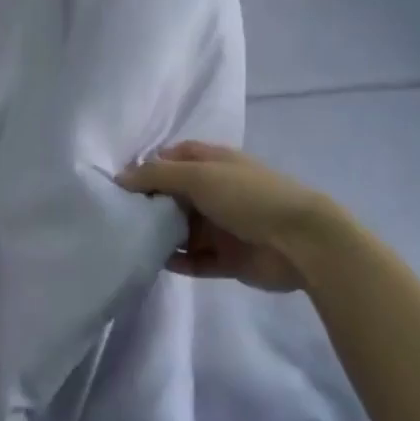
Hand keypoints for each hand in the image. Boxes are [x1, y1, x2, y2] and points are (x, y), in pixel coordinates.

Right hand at [118, 141, 330, 292]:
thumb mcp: (199, 176)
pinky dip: (178, 261)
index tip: (121, 183)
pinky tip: (155, 263)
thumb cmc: (248, 197)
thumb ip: (156, 176)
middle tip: (118, 215)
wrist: (301, 242)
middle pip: (174, 196)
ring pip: (183, 229)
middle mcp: (217, 191)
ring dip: (160, 235)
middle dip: (149, 204)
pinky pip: (196, 259)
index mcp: (215, 163)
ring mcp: (223, 226)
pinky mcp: (228, 258)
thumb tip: (120, 177)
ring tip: (130, 241)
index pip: (174, 158)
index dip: (149, 167)